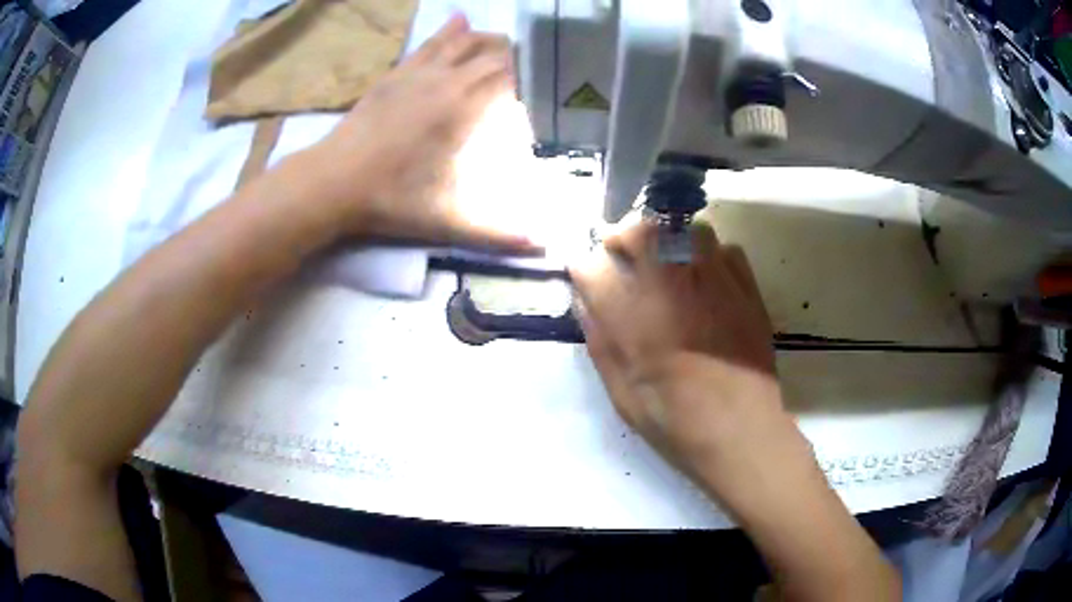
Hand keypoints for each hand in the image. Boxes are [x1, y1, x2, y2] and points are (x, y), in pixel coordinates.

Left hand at [300, 14, 537, 252]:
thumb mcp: (447, 222)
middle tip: (536, 66)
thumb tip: (544, 248)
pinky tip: (459, 19)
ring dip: (487, 40)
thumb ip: (496, 233)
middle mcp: (444, 82)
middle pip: (490, 54)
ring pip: (461, 41)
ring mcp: (417, 74)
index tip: (553, 83)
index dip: (533, 76)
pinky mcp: (395, 74)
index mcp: (462, 110)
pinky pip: (429, 44)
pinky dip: (448, 32)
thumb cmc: (389, 200)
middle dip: (517, 56)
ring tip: (506, 43)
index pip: (509, 77)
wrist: (331, 182)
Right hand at [570, 221, 801, 505]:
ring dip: (670, 241)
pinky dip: (711, 258)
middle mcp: (670, 285)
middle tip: (624, 255)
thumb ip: (600, 340)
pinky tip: (710, 284)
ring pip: (685, 230)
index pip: (591, 265)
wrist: (740, 431)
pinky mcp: (745, 286)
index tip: (586, 275)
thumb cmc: (675, 421)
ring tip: (670, 266)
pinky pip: (725, 249)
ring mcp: (713, 280)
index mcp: (631, 315)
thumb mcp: (621, 392)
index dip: (583, 267)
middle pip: (639, 230)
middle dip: (623, 236)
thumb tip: (586, 301)